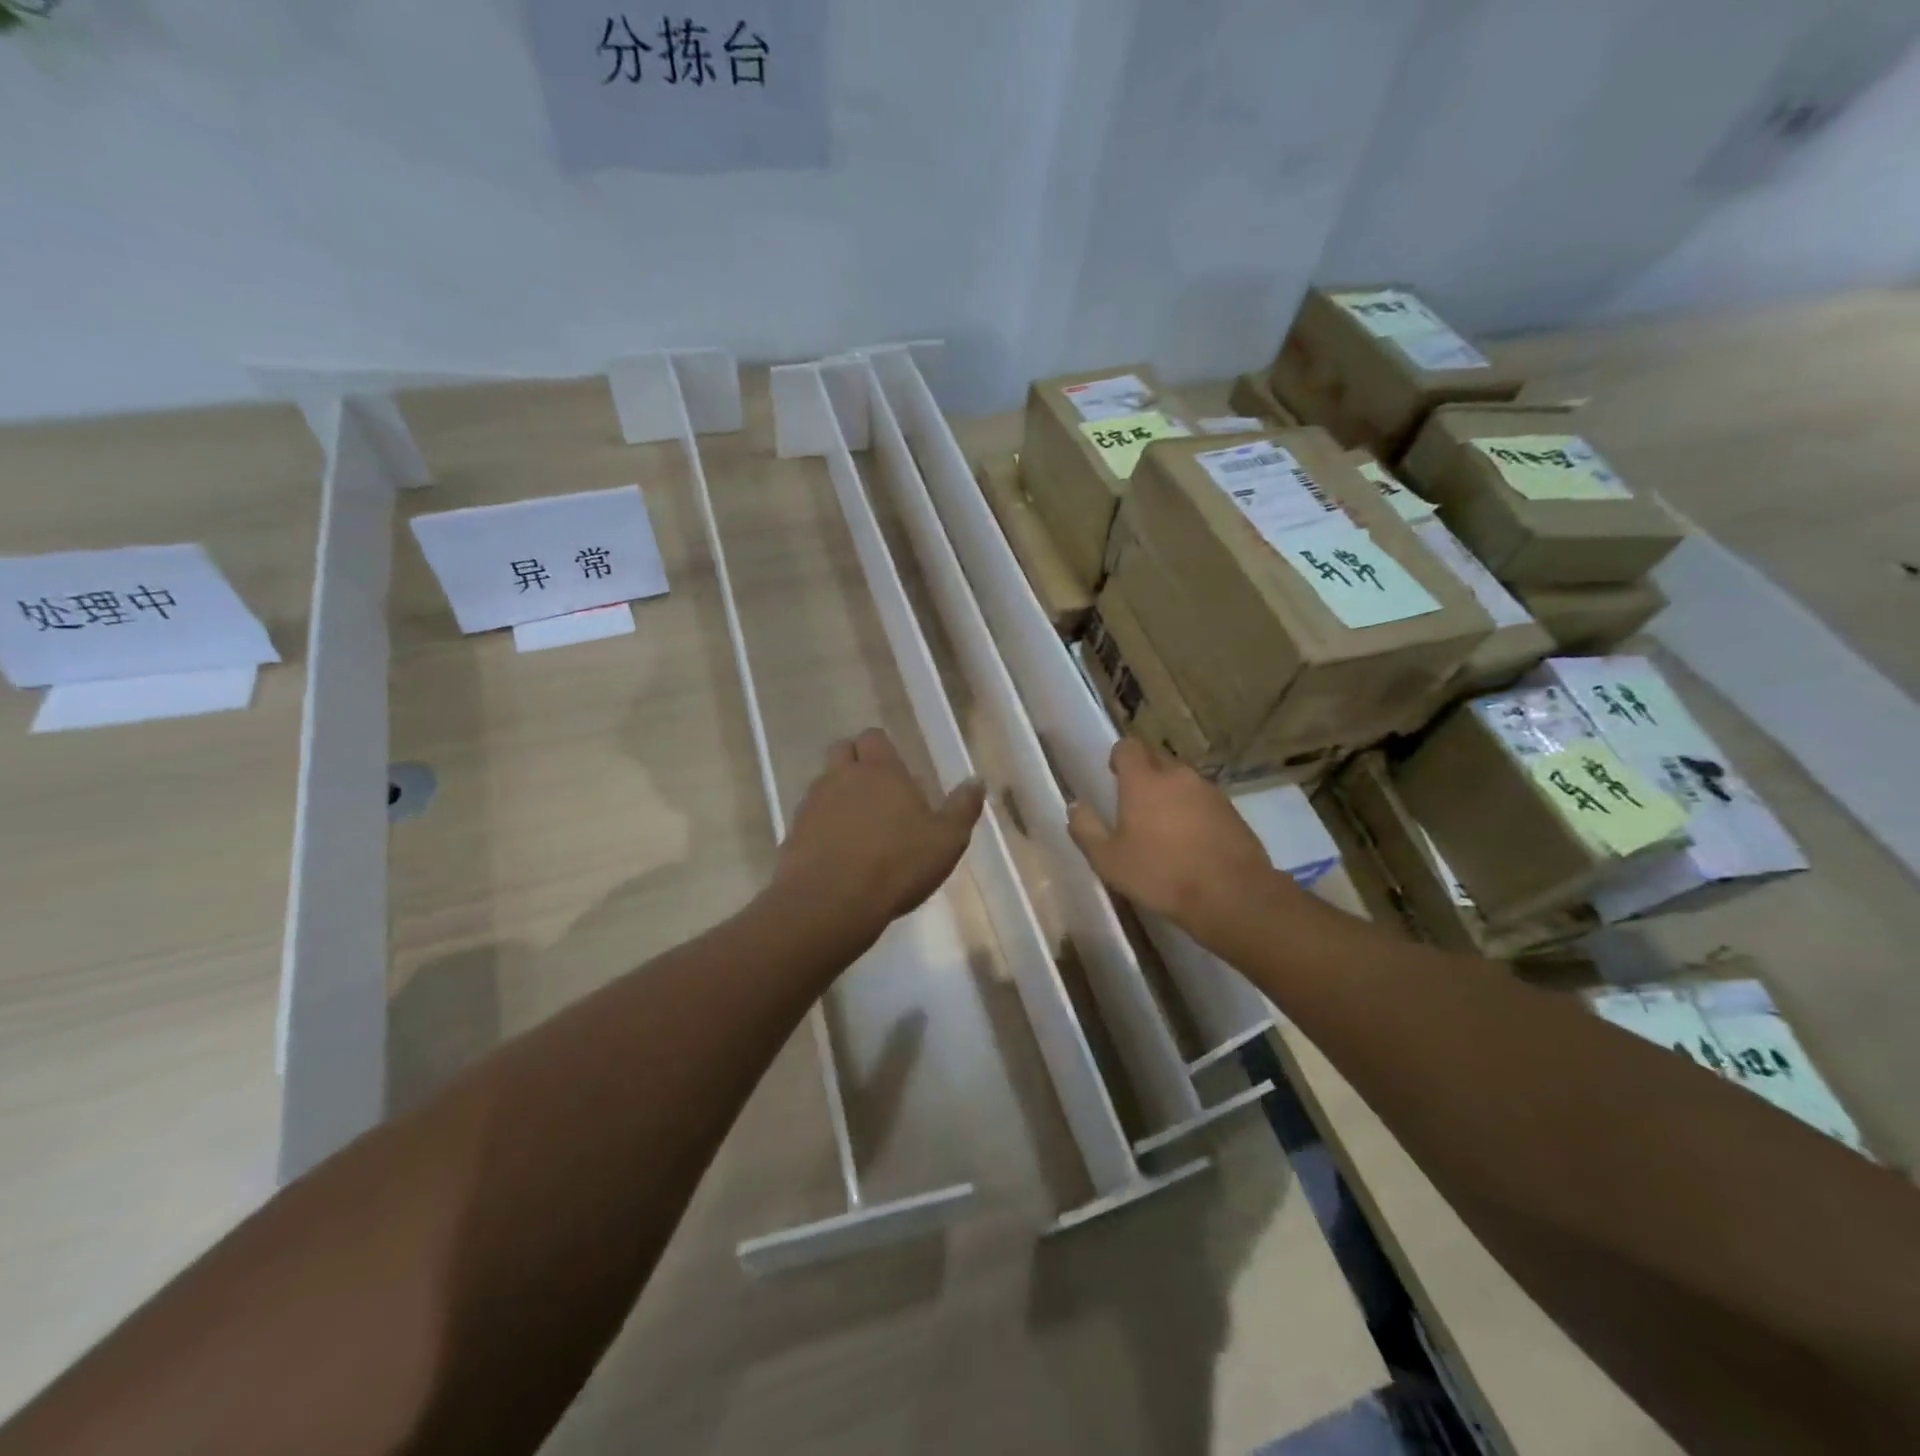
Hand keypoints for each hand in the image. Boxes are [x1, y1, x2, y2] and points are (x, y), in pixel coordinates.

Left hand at [773, 729, 985, 941]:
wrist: (830, 903)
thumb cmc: (897, 864)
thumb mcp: (946, 840)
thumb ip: (962, 807)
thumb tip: (976, 780)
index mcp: (881, 770)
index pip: (875, 737)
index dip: (883, 749)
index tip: (898, 772)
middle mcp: (842, 777)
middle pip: (842, 751)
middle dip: (856, 762)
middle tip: (877, 792)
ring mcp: (813, 803)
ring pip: (824, 784)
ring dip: (838, 795)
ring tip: (858, 827)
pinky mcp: (793, 833)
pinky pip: (809, 818)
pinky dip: (822, 826)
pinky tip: (837, 852)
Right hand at [1068, 739, 1281, 936]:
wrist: (1232, 895)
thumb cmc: (1161, 875)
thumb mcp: (1109, 861)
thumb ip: (1086, 829)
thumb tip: (1075, 806)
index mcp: (1143, 781)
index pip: (1128, 746)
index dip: (1119, 757)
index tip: (1113, 777)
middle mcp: (1177, 775)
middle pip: (1156, 758)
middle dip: (1144, 772)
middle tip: (1133, 803)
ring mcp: (1209, 790)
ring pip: (1182, 779)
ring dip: (1170, 792)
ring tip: (1162, 825)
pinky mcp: (1231, 810)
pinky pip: (1203, 798)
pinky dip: (1192, 809)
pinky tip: (1190, 839)